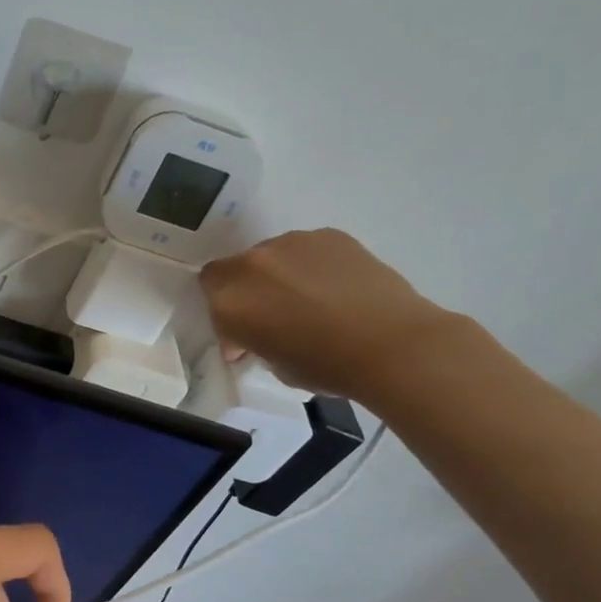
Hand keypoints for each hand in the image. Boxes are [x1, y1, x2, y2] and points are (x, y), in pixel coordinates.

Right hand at [199, 229, 460, 399]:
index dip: (224, 310)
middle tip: (275, 315)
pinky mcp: (329, 235)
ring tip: (310, 300)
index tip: (244, 334)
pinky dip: (312, 265)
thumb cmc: (325, 366)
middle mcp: (252, 264)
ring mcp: (292, 243)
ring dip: (279, 275)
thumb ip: (253, 340)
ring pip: (272, 256)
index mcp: (230, 300)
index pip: (208, 288)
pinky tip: (335, 289)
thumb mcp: (272, 363)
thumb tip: (256, 335)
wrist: (392, 345)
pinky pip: (307, 249)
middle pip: (236, 267)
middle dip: (248, 289)